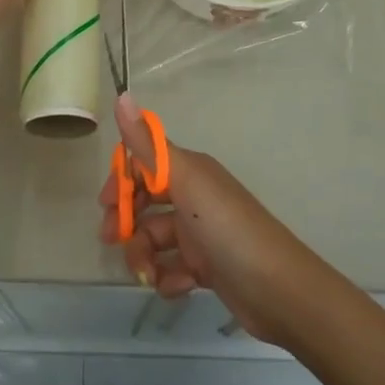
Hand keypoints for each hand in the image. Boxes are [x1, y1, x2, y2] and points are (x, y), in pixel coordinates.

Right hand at [98, 96, 346, 346]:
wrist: (279, 290)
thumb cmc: (228, 229)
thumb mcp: (186, 181)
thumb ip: (148, 145)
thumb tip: (122, 94)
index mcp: (190, 171)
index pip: (144, 164)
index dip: (121, 181)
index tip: (104, 204)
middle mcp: (195, 197)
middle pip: (145, 203)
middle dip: (126, 222)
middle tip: (112, 242)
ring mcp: (201, 234)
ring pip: (155, 239)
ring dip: (144, 257)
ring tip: (148, 275)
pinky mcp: (208, 267)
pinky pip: (173, 268)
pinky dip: (169, 278)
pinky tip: (180, 286)